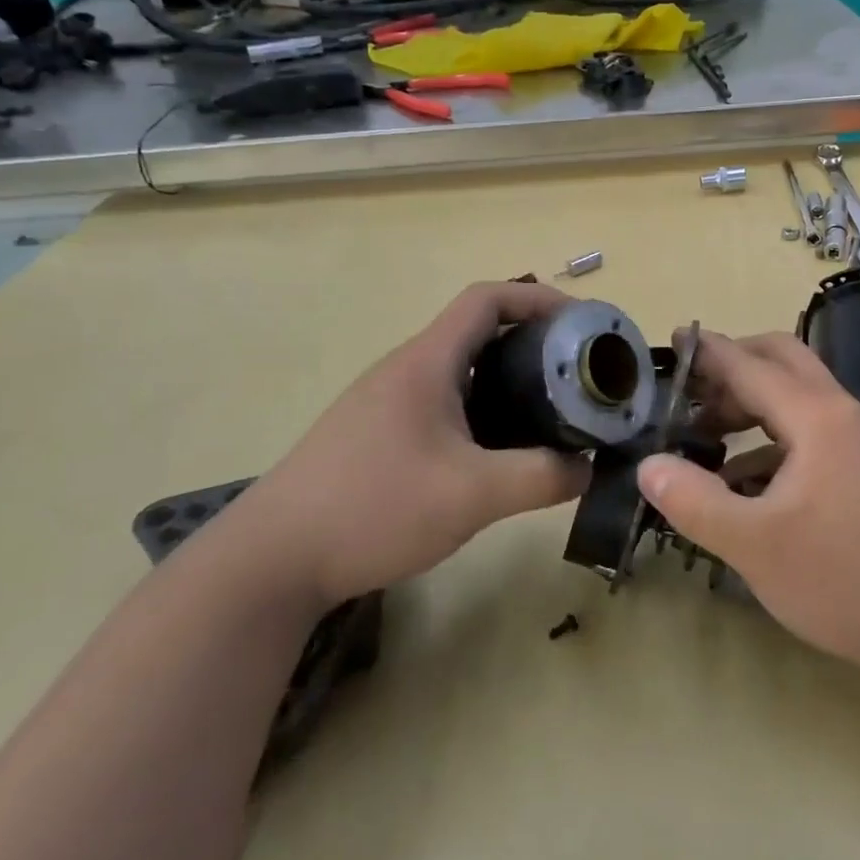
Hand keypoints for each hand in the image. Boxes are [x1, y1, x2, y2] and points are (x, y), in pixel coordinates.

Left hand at [235, 282, 592, 604]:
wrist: (272, 560)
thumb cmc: (373, 508)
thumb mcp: (472, 495)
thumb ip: (541, 478)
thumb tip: (588, 468)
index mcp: (426, 363)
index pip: (487, 299)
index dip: (538, 299)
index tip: (581, 323)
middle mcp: (406, 371)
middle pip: (479, 333)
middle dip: (534, 345)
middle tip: (577, 377)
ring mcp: (387, 404)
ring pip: (462, 373)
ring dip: (509, 383)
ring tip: (550, 414)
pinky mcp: (378, 436)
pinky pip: (445, 406)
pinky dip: (483, 413)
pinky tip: (498, 455)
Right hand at [637, 330, 859, 667]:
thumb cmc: (840, 578)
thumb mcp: (753, 544)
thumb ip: (694, 501)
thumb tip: (648, 465)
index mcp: (815, 417)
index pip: (750, 365)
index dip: (708, 351)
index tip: (673, 338)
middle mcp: (840, 414)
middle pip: (782, 361)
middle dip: (734, 365)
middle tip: (689, 390)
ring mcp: (858, 441)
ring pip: (797, 397)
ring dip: (751, 403)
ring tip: (705, 434)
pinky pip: (810, 432)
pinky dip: (771, 439)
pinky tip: (744, 481)